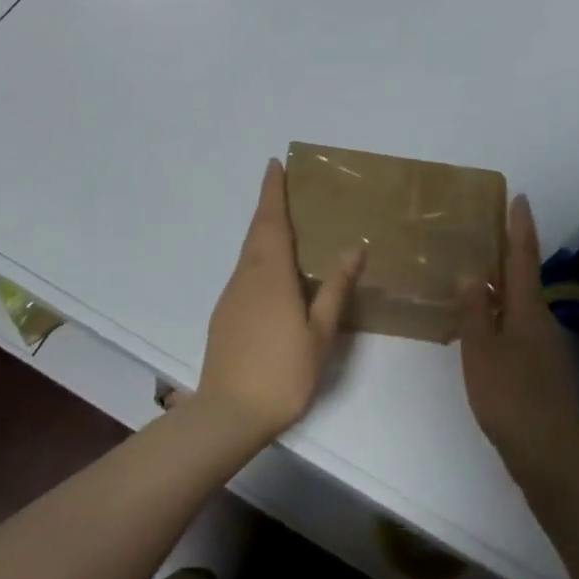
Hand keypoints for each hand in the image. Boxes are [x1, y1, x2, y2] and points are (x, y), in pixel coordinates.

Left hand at [198, 159, 363, 445]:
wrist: (228, 413)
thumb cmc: (282, 372)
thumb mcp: (319, 333)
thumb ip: (335, 289)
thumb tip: (354, 248)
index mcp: (271, 274)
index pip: (272, 221)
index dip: (272, 191)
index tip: (274, 165)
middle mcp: (246, 276)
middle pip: (257, 231)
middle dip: (268, 205)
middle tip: (281, 186)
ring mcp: (231, 295)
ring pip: (248, 252)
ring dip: (263, 231)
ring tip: (284, 224)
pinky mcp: (224, 314)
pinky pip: (244, 272)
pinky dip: (258, 256)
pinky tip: (272, 273)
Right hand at [460, 195, 578, 475]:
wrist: (551, 454)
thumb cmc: (511, 396)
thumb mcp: (481, 351)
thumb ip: (474, 312)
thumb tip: (472, 276)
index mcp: (527, 310)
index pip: (523, 257)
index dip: (520, 227)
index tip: (520, 198)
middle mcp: (541, 321)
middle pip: (525, 278)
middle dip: (510, 254)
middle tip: (487, 233)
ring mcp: (545, 347)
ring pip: (521, 305)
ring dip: (503, 287)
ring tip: (476, 277)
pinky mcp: (542, 370)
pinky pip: (519, 327)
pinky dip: (502, 316)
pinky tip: (484, 328)